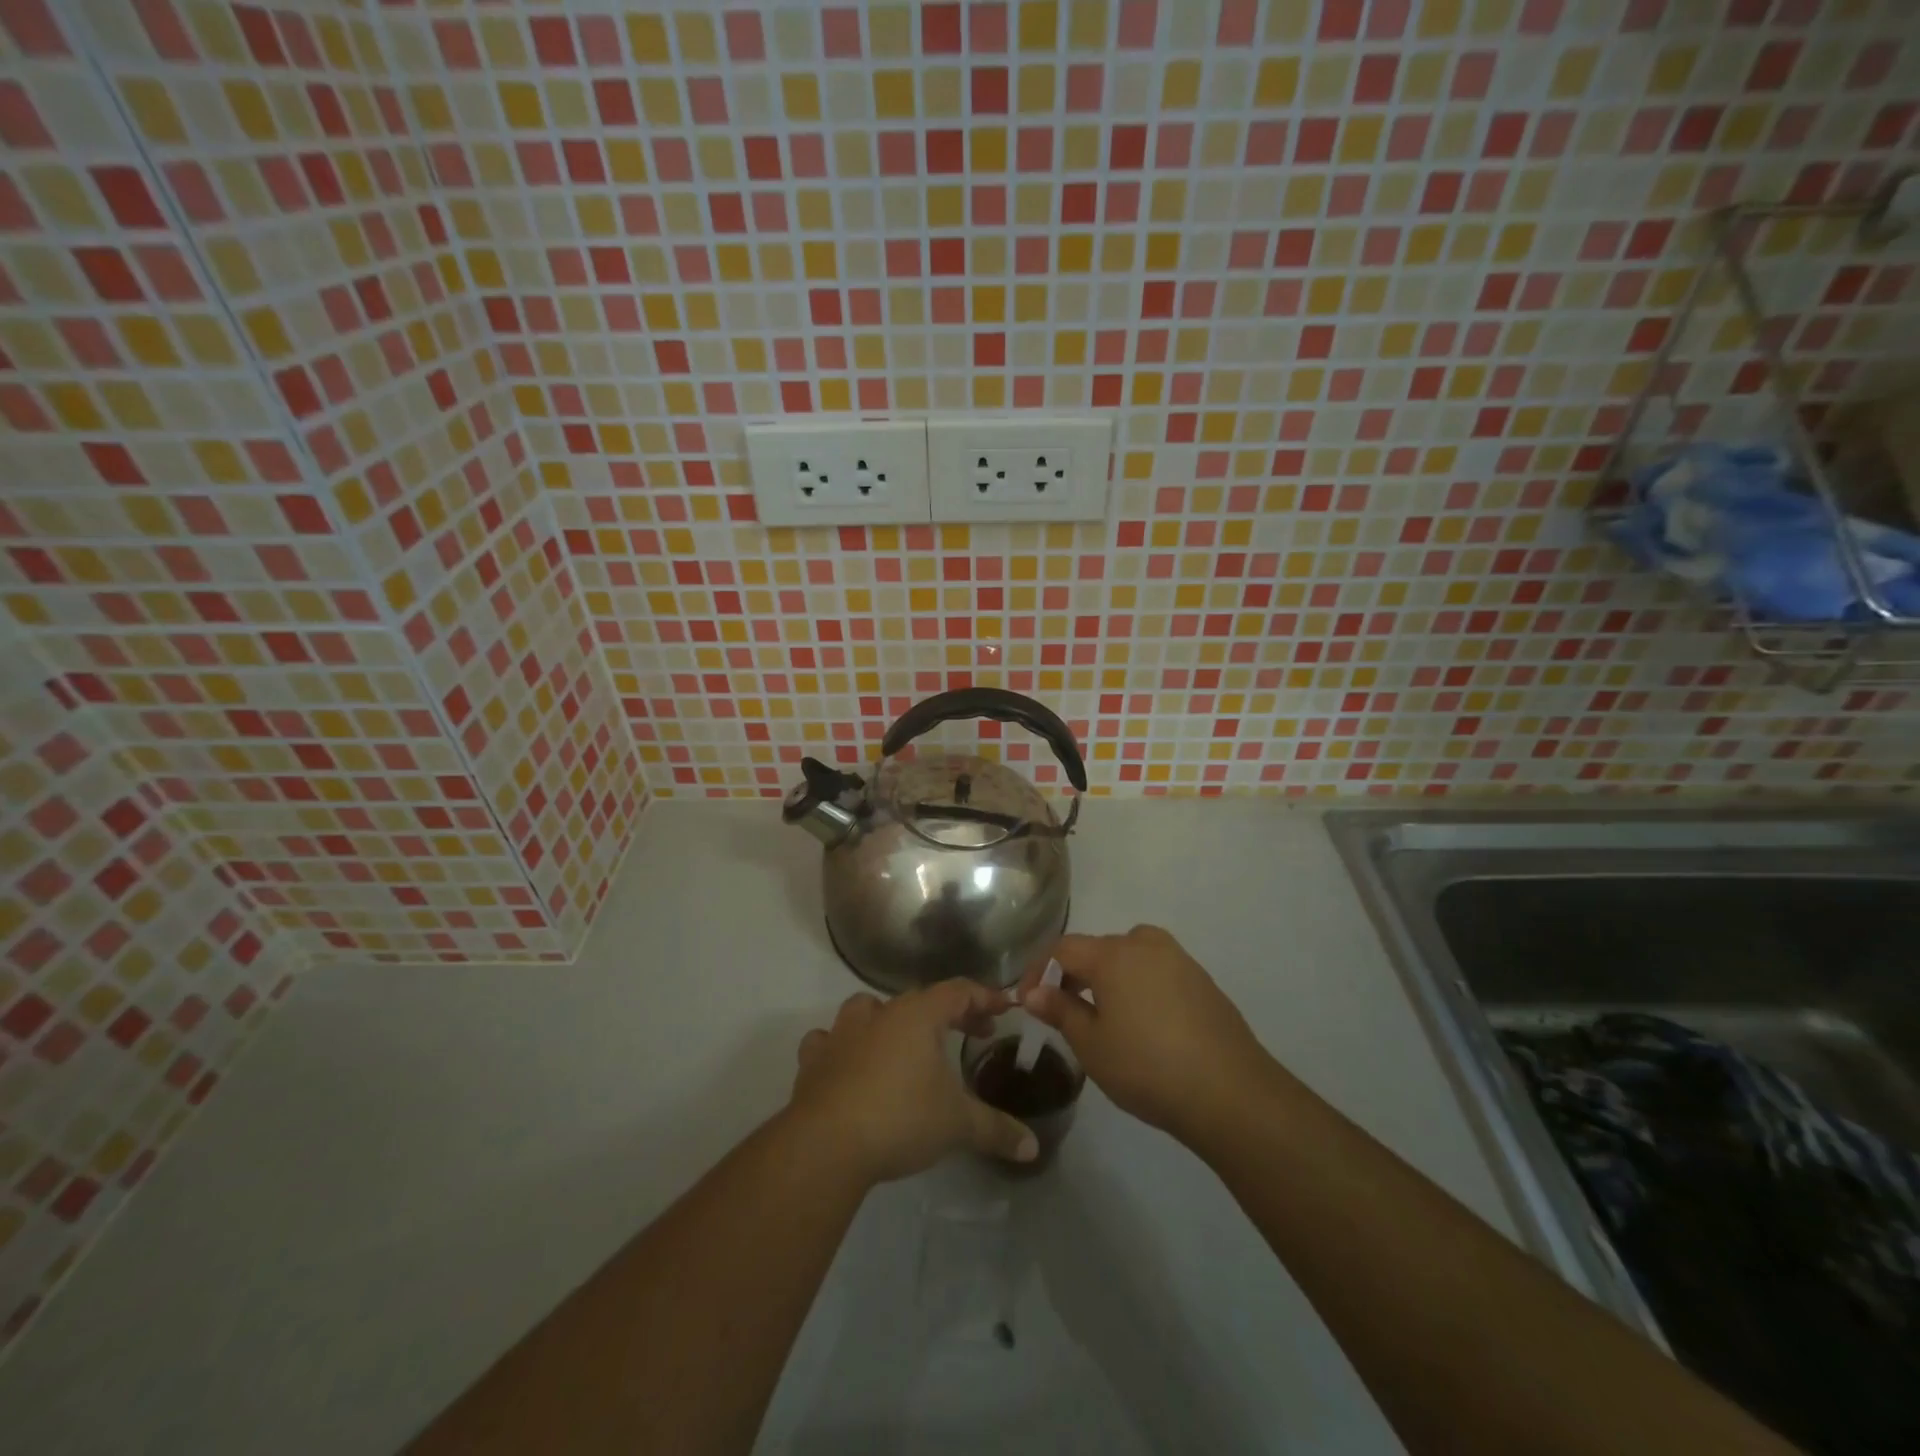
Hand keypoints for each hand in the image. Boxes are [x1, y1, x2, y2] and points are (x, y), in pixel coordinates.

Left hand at [786, 981, 1038, 1184]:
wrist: (827, 1144)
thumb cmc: (901, 1118)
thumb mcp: (958, 1125)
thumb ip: (996, 1130)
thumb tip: (1033, 1147)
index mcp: (918, 1015)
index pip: (959, 991)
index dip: (984, 998)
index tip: (1005, 1008)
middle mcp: (880, 1013)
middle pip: (919, 1000)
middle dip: (948, 1013)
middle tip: (970, 1033)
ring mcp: (842, 1034)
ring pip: (867, 1010)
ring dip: (887, 1020)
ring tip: (902, 1043)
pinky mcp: (813, 1061)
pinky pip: (828, 1041)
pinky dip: (841, 1047)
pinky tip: (848, 1063)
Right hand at [1021, 926, 1276, 1142]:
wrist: (1231, 1092)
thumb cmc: (1147, 1067)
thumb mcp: (1092, 1045)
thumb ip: (1060, 1011)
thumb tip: (1034, 992)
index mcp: (1113, 954)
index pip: (1062, 949)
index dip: (1038, 971)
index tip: (1026, 1000)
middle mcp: (1145, 944)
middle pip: (1098, 949)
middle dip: (1073, 974)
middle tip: (1061, 1009)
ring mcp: (1178, 959)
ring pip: (1130, 957)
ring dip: (1108, 977)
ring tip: (1102, 1015)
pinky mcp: (1202, 980)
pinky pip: (1156, 971)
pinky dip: (1139, 986)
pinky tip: (1143, 1023)